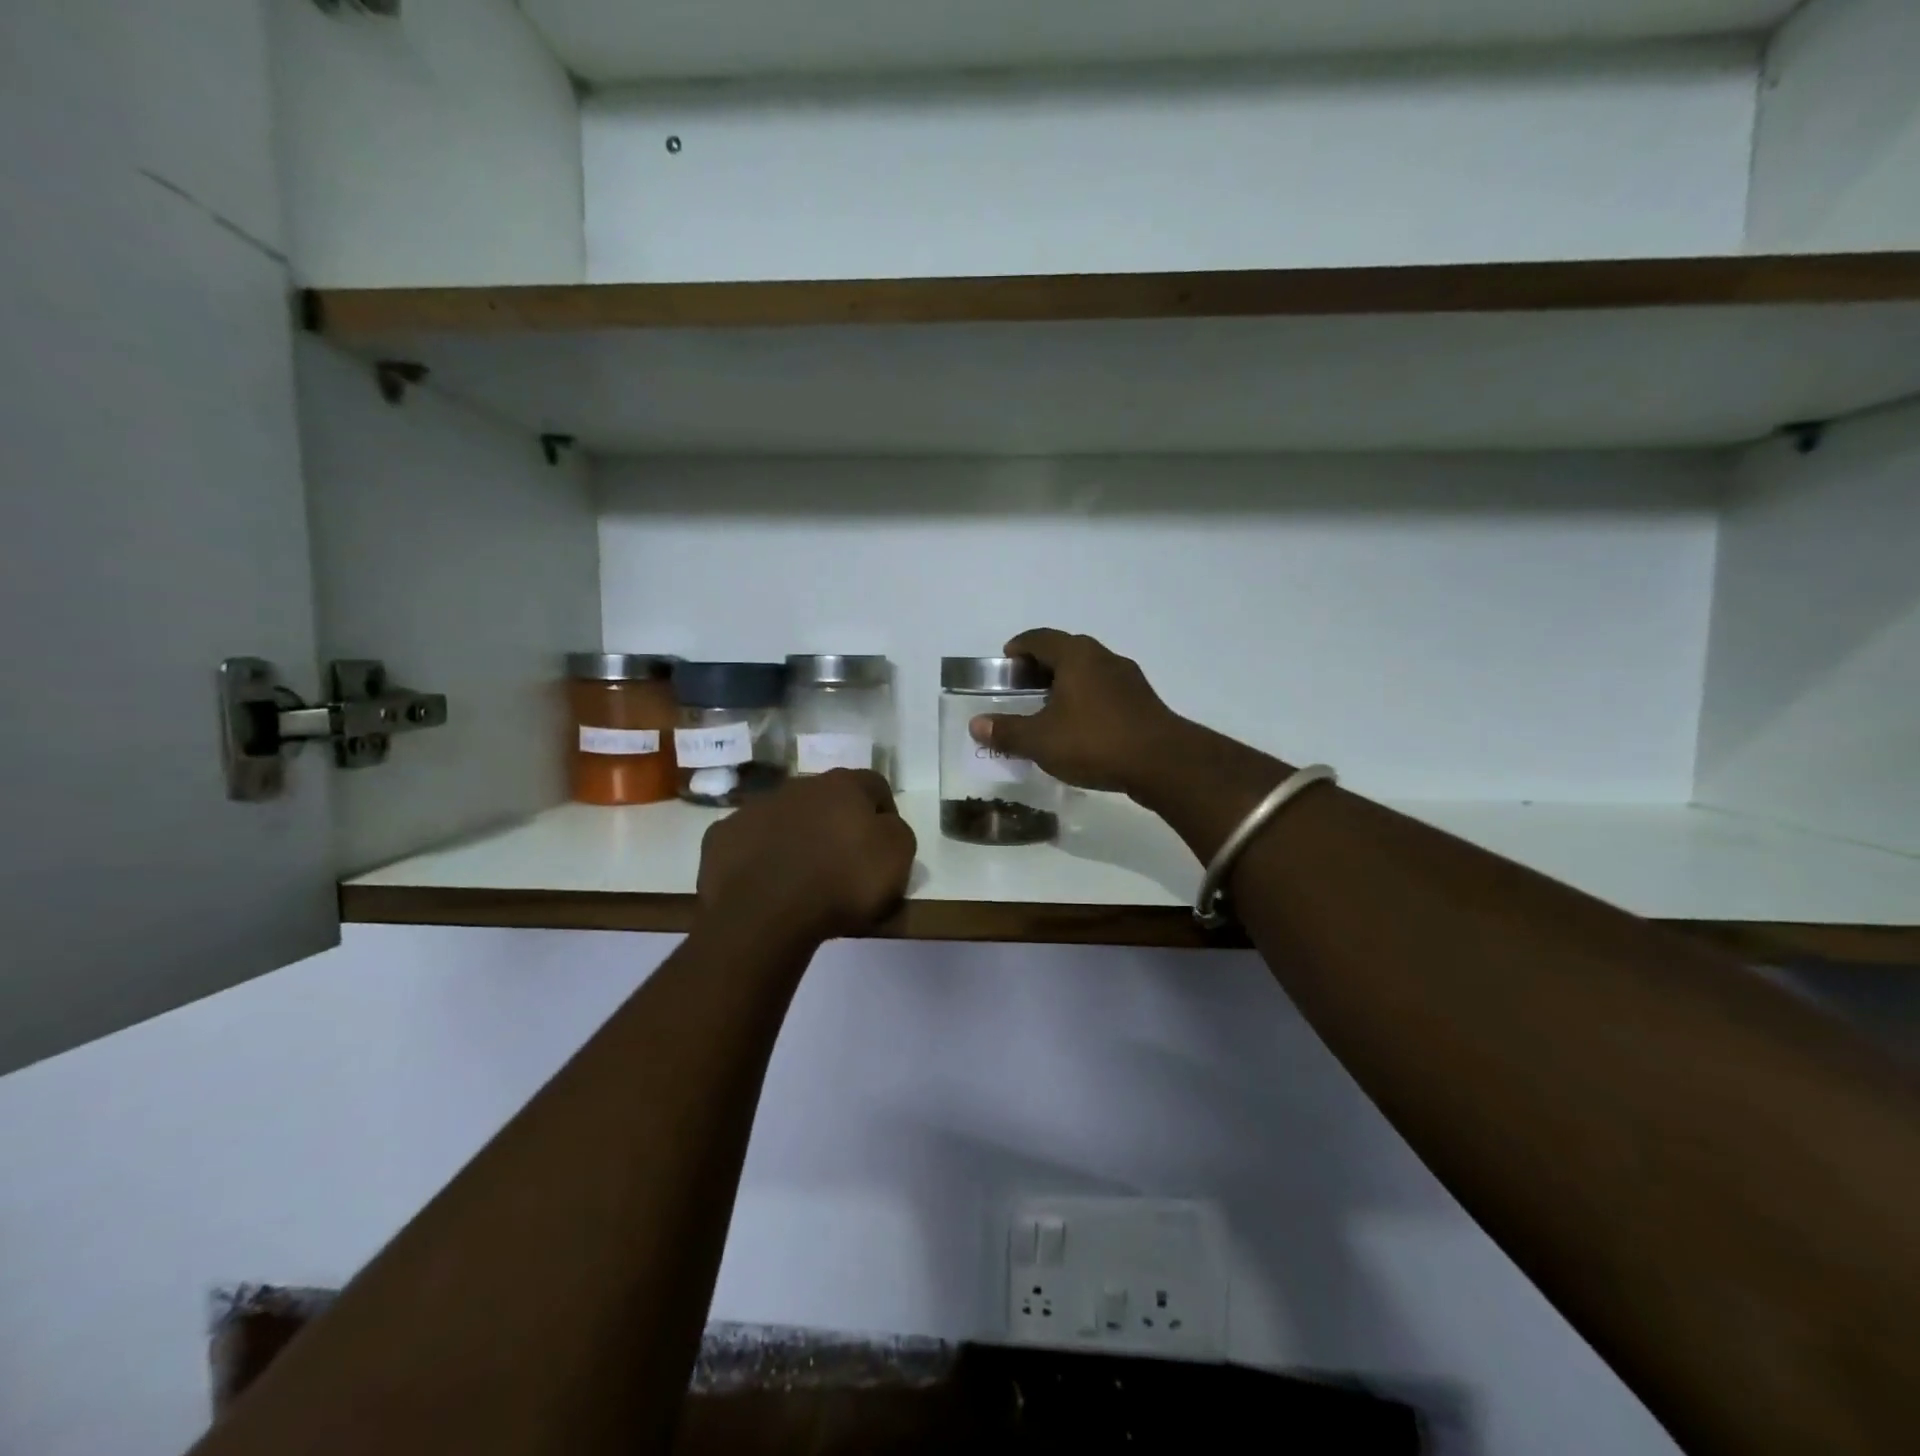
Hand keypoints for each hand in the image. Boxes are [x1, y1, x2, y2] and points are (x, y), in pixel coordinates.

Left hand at [696, 769, 917, 945]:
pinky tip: (765, 884)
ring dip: (796, 836)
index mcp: (843, 785)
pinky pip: (749, 842)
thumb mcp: (897, 858)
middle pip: (826, 799)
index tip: (885, 847)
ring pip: (784, 817)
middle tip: (843, 862)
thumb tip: (883, 826)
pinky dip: (759, 857)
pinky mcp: (722, 836)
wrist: (764, 914)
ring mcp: (754, 808)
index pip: (874, 785)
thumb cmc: (841, 883)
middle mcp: (798, 785)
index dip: (885, 813)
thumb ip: (897, 832)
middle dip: (836, 823)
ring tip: (801, 877)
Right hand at [967, 629, 1186, 794]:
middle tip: (1022, 688)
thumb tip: (976, 724)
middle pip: (1065, 652)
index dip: (1019, 647)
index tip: (1005, 661)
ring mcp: (1128, 679)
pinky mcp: (1143, 702)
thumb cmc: (1095, 741)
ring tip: (1048, 709)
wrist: (1163, 763)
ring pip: (1088, 672)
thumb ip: (1007, 731)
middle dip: (1041, 666)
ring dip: (1066, 684)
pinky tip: (1080, 727)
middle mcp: (1103, 657)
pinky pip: (1105, 692)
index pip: (1040, 638)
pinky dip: (1086, 700)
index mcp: (1076, 656)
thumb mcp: (1041, 740)